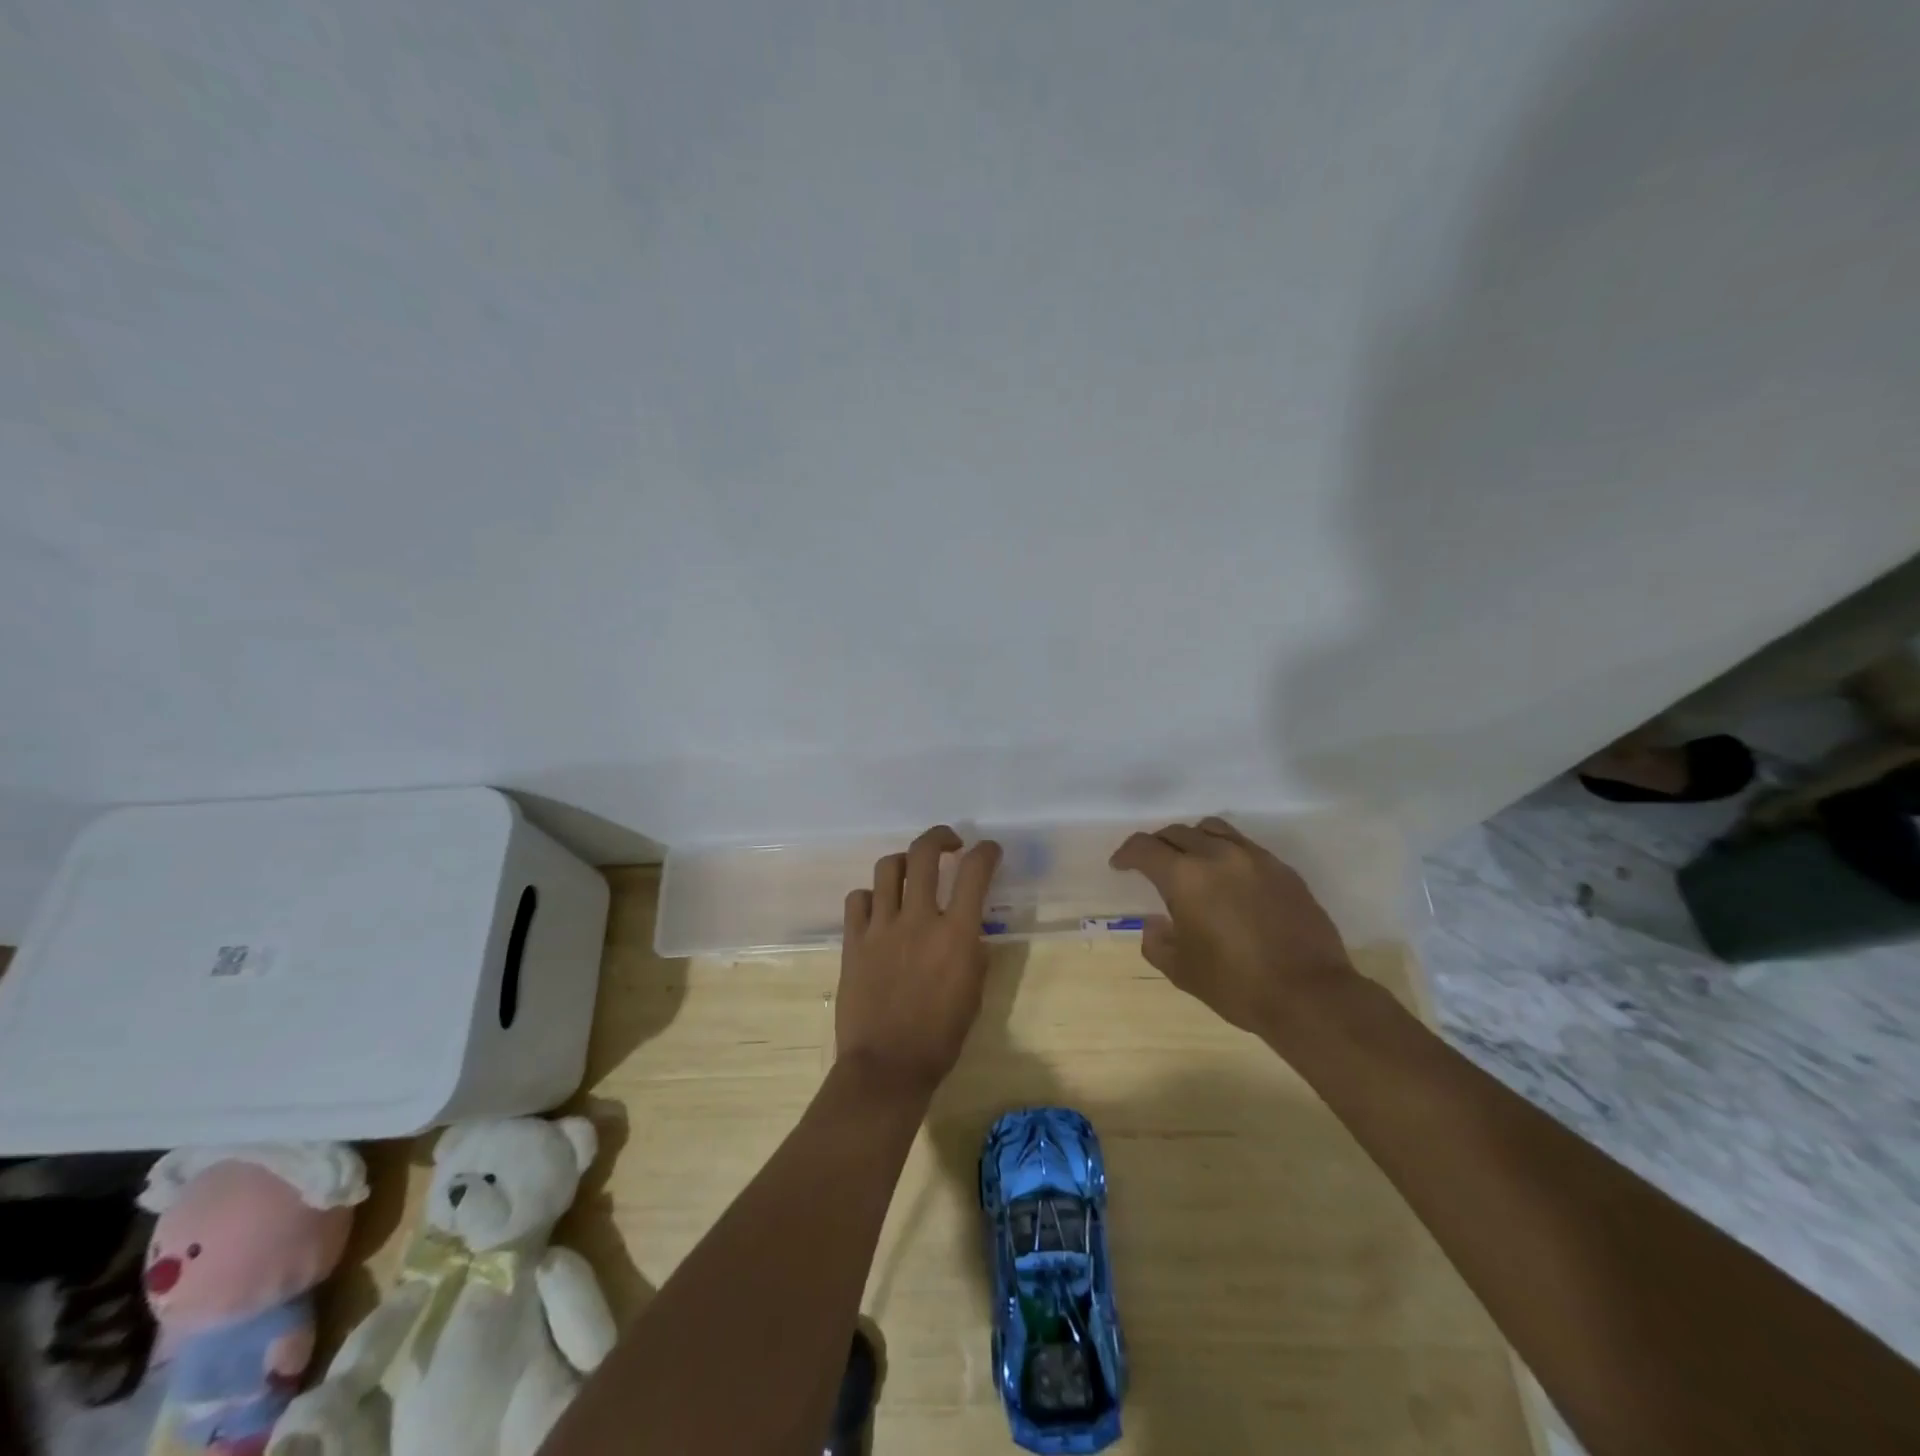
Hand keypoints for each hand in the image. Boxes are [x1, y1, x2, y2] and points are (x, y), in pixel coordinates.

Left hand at [836, 826, 1002, 1098]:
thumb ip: (972, 951)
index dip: (986, 852)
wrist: (887, 1065)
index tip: (989, 850)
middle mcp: (917, 919)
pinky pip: (858, 899)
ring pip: (887, 868)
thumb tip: (969, 928)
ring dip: (904, 862)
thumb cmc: (941, 1037)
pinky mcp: (854, 941)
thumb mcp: (974, 992)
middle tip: (949, 843)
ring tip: (911, 871)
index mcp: (955, 934)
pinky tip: (879, 908)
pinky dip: (871, 896)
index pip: (974, 872)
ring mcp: (881, 927)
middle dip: (940, 837)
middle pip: (924, 854)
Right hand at [1109, 817, 1355, 1034]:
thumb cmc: (1236, 985)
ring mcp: (1255, 858)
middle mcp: (1218, 855)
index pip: (1145, 847)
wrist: (1310, 995)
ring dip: (1194, 840)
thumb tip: (1155, 923)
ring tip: (1192, 862)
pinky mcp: (1283, 869)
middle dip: (1158, 845)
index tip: (1120, 866)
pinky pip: (1245, 846)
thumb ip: (1157, 941)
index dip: (1126, 854)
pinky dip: (1226, 853)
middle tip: (1153, 865)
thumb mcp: (1181, 971)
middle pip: (1178, 832)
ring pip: (1213, 829)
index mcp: (1185, 877)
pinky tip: (1229, 879)